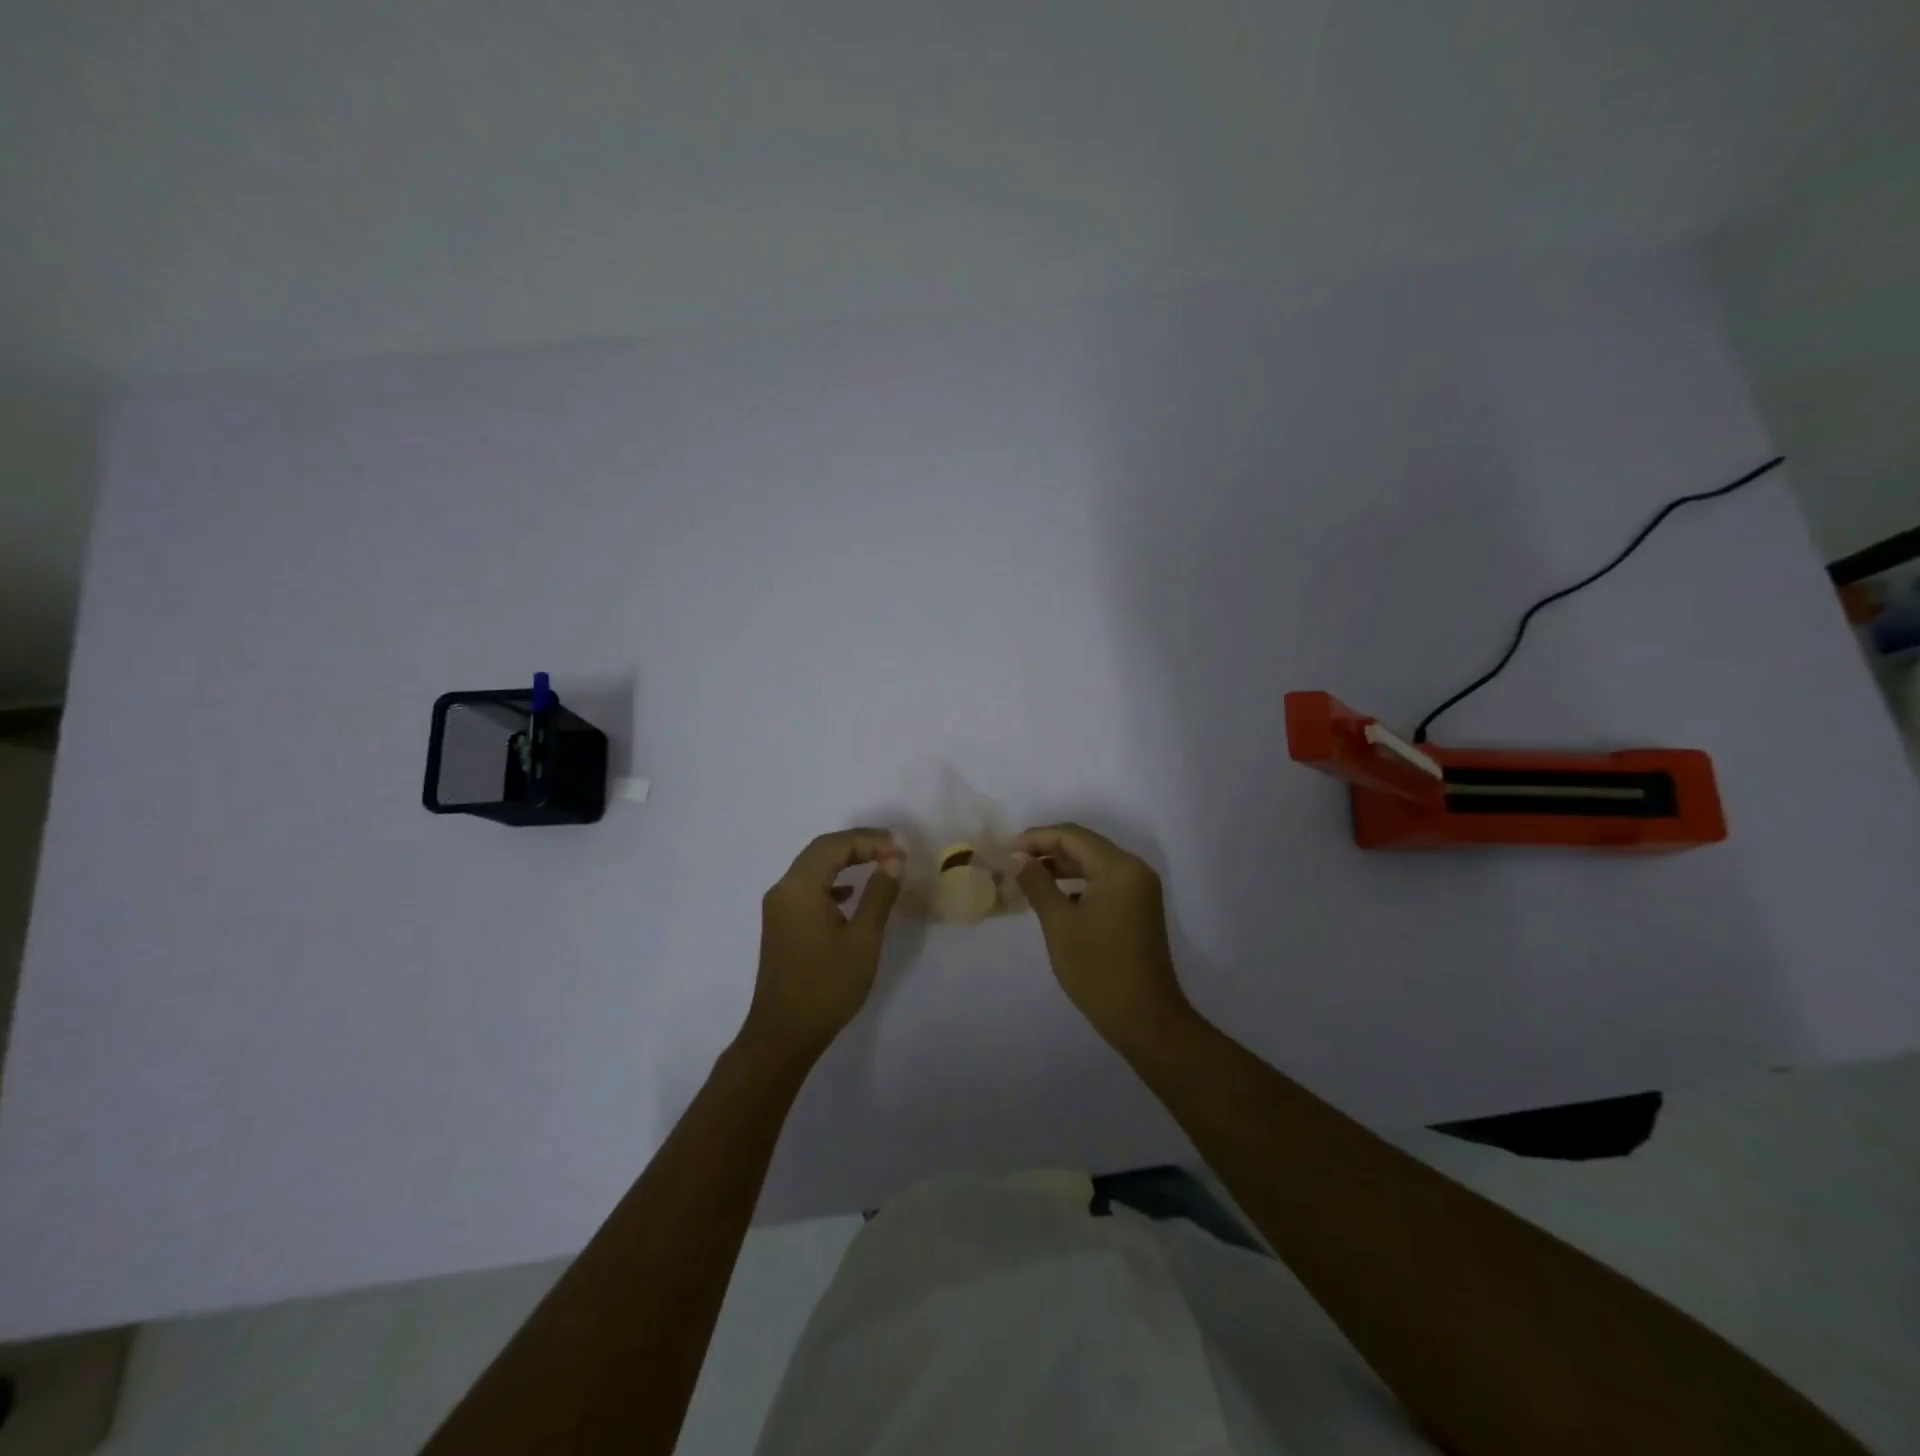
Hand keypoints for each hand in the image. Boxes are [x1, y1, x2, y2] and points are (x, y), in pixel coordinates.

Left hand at [743, 828, 903, 1064]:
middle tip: (893, 850)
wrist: (784, 1034)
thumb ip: (879, 894)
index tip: (901, 848)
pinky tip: (851, 893)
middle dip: (858, 845)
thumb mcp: (863, 939)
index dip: (869, 839)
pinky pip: (808, 888)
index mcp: (799, 887)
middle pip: (822, 851)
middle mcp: (783, 889)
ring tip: (880, 864)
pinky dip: (832, 881)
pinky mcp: (781, 924)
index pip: (835, 845)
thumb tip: (893, 861)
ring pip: (814, 868)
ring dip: (846, 860)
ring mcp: (779, 907)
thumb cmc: (827, 985)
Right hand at [1013, 823, 1192, 1051]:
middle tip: (1013, 862)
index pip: (1072, 836)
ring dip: (1061, 866)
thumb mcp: (1059, 924)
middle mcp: (1134, 870)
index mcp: (1119, 867)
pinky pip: (1103, 882)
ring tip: (1027, 877)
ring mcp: (1139, 890)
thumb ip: (1037, 884)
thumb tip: (1017, 858)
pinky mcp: (1138, 908)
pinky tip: (1053, 896)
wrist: (1145, 1019)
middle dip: (1047, 850)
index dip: (1036, 838)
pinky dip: (1077, 883)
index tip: (1006, 851)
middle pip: (1085, 845)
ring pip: (1094, 863)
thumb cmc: (1098, 969)